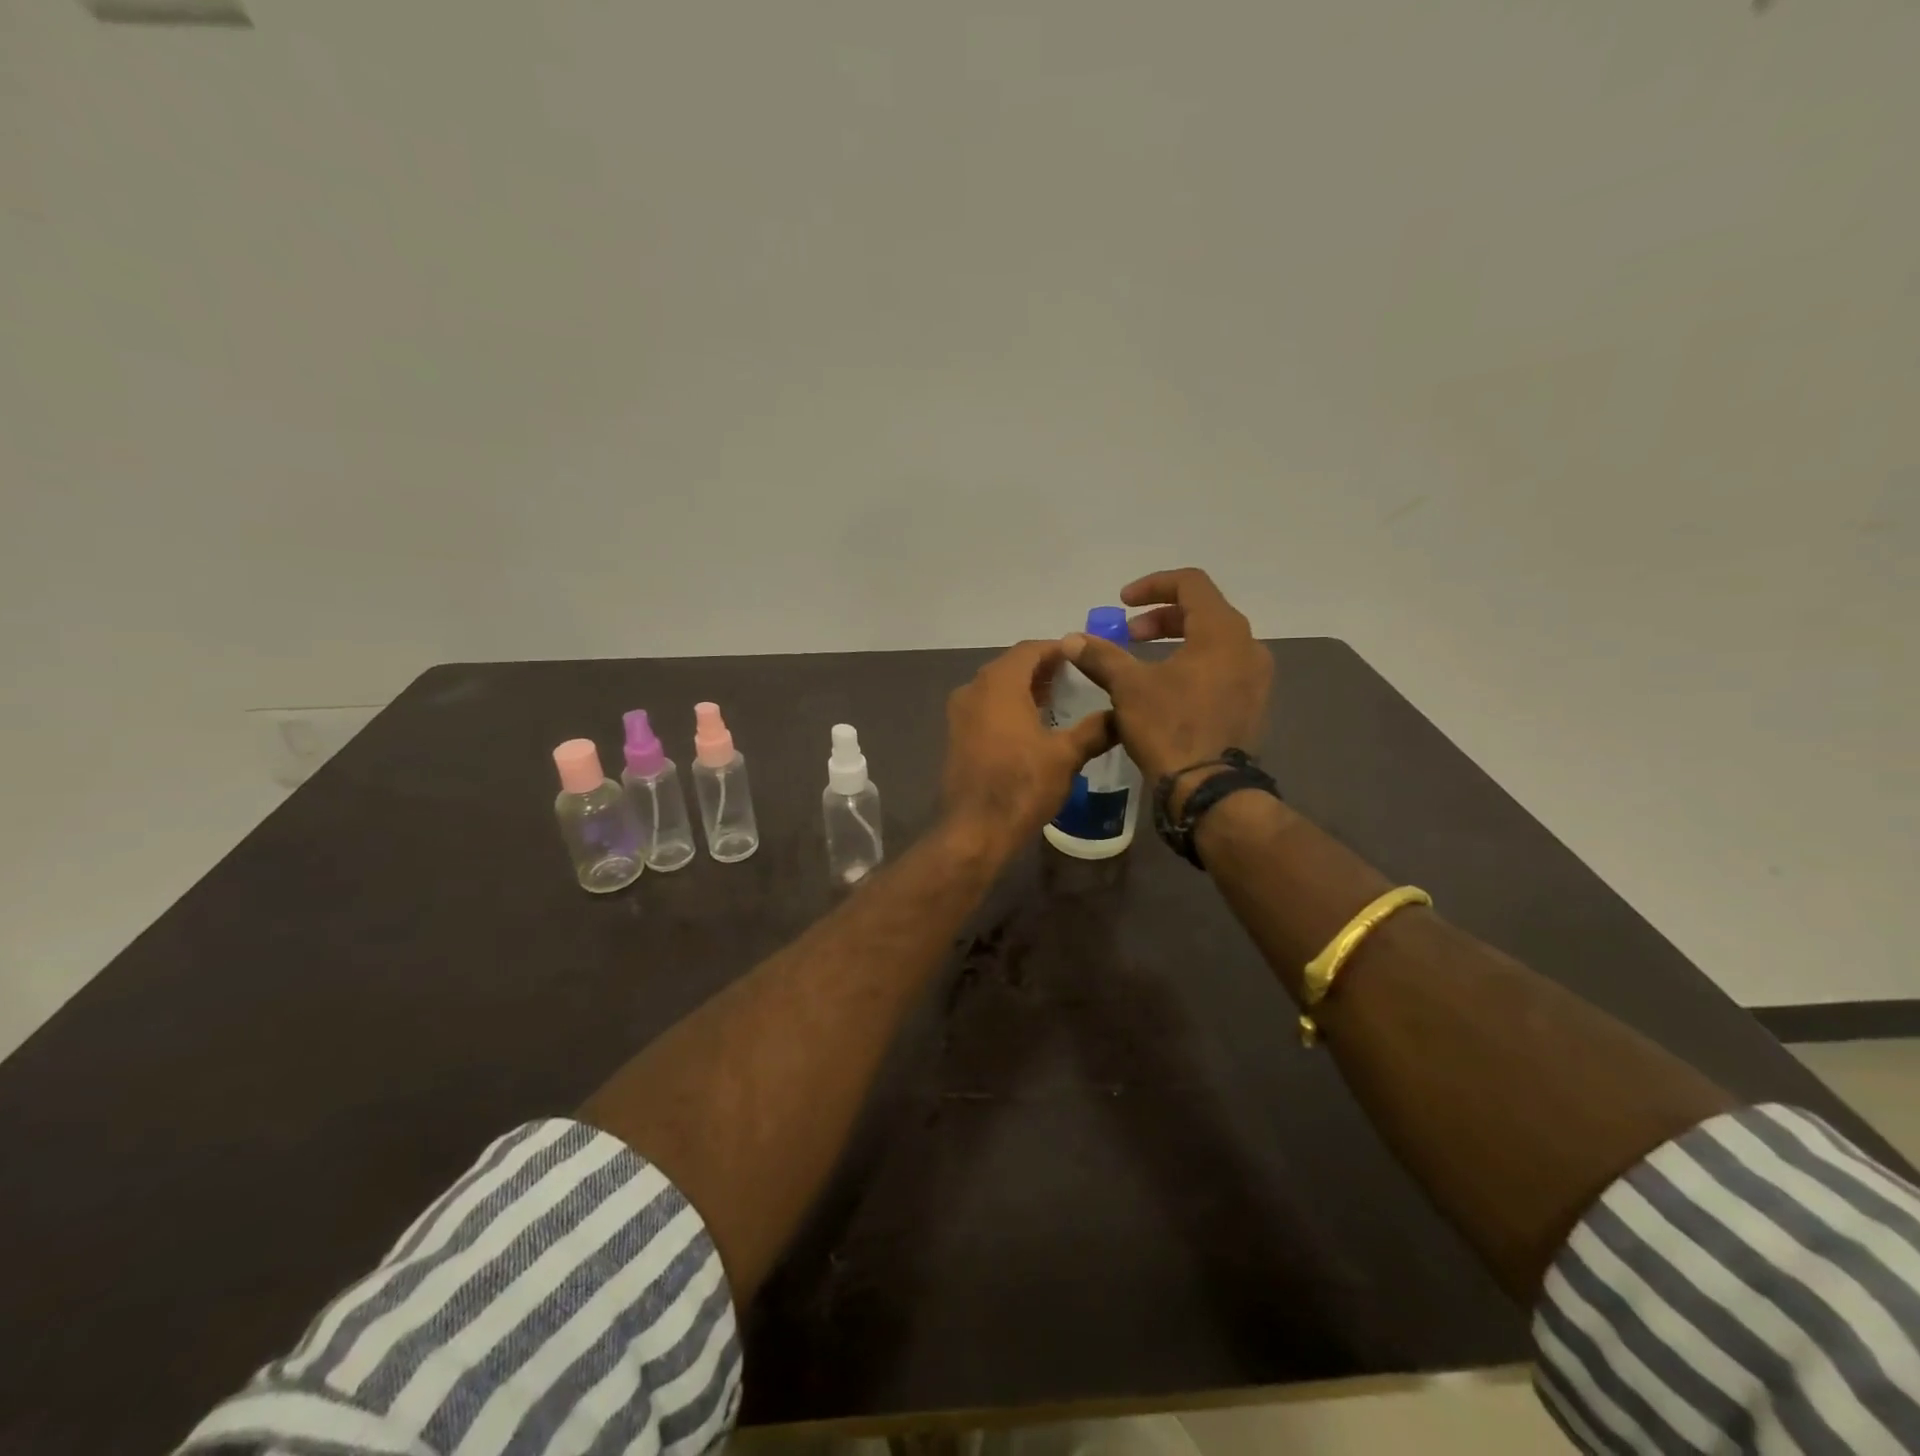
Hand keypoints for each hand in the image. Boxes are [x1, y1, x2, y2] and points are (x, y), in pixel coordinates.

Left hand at [942, 639, 1115, 856]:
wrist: (975, 830)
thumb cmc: (1022, 785)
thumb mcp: (1066, 756)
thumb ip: (1095, 729)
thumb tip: (1121, 715)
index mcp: (999, 683)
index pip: (1030, 649)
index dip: (1058, 649)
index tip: (1083, 656)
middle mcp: (973, 689)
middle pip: (1011, 666)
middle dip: (1042, 668)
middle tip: (1075, 677)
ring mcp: (959, 713)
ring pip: (996, 688)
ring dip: (1024, 688)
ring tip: (1058, 700)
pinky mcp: (956, 736)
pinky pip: (985, 708)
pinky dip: (1008, 707)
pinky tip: (1031, 726)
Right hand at [1063, 568, 1271, 809]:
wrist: (1209, 789)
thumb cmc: (1170, 727)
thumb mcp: (1128, 687)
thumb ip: (1101, 656)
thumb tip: (1071, 639)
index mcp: (1222, 630)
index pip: (1190, 583)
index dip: (1152, 585)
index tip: (1122, 604)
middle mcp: (1248, 646)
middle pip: (1203, 611)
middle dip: (1160, 618)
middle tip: (1129, 636)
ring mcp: (1256, 677)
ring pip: (1213, 641)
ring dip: (1176, 642)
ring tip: (1144, 664)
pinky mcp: (1253, 704)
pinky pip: (1223, 667)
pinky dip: (1193, 665)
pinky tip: (1167, 690)